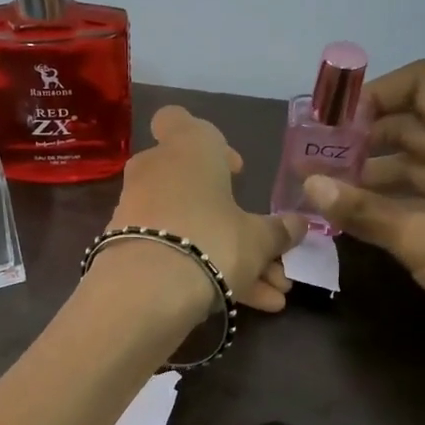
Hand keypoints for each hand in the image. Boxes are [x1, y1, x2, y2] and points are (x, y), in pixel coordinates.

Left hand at [105, 105, 306, 317]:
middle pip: (193, 188)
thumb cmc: (212, 240)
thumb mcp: (258, 239)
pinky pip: (174, 254)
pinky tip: (249, 304)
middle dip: (231, 220)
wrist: (147, 291)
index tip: (233, 171)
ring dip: (231, 257)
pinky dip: (208, 274)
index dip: (210, 143)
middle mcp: (155, 171)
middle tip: (261, 244)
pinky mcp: (125, 248)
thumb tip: (298, 224)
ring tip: (274, 294)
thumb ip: (278, 231)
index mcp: (187, 149)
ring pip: (191, 228)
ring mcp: (136, 211)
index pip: (177, 120)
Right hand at [303, 61, 424, 405]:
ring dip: (379, 174)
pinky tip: (368, 222)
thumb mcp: (424, 239)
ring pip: (424, 164)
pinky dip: (400, 203)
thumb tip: (310, 185)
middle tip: (320, 164)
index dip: (374, 94)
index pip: (421, 83)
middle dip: (367, 138)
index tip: (334, 125)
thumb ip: (365, 211)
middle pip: (417, 123)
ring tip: (333, 195)